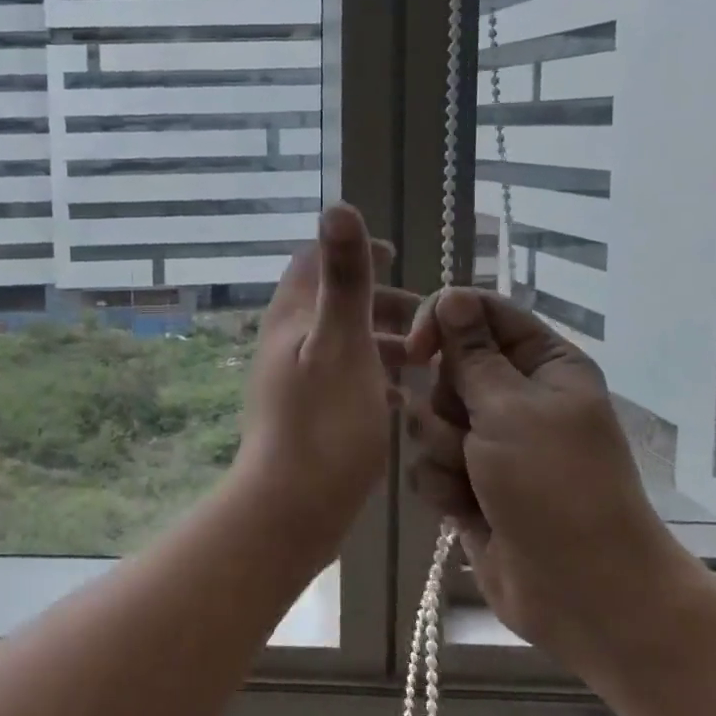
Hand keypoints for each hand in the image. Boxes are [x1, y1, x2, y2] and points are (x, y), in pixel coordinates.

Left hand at [235, 203, 418, 557]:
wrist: (290, 508)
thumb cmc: (323, 422)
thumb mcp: (342, 342)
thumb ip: (344, 278)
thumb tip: (337, 206)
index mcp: (292, 317)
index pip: (313, 263)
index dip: (353, 253)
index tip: (395, 256)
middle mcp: (287, 342)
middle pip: (334, 304)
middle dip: (379, 302)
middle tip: (428, 317)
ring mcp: (293, 380)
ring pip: (342, 344)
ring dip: (382, 341)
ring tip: (428, 359)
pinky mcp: (306, 415)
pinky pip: (344, 380)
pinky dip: (374, 377)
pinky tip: (405, 398)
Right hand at [402, 287, 697, 671]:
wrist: (584, 596)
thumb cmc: (556, 487)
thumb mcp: (511, 409)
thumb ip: (470, 352)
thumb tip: (452, 295)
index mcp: (542, 365)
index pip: (479, 313)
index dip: (442, 323)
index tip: (418, 351)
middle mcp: (515, 397)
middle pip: (445, 367)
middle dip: (445, 402)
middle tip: (470, 432)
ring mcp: (490, 443)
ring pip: (428, 417)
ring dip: (442, 450)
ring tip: (472, 481)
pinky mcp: (468, 482)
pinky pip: (427, 461)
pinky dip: (441, 485)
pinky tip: (465, 509)